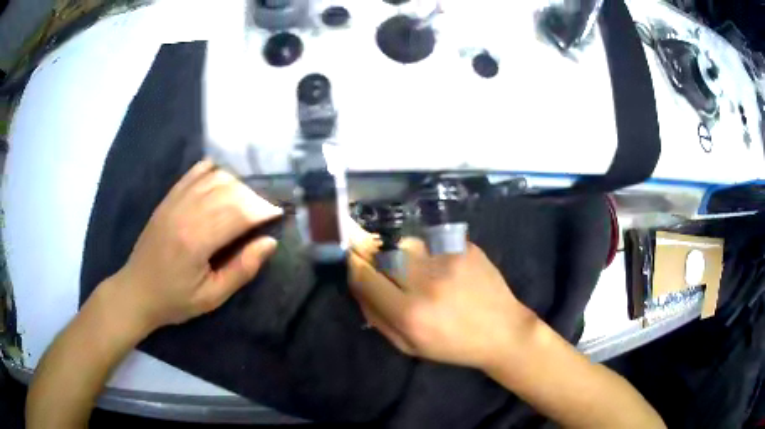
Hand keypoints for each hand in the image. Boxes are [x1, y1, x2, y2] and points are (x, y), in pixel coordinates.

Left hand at [110, 160, 282, 331]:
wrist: (136, 291)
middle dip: (254, 196)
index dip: (263, 210)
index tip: (279, 213)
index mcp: (197, 240)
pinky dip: (212, 171)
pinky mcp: (168, 199)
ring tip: (246, 199)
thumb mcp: (212, 297)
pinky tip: (222, 179)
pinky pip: (193, 173)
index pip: (239, 213)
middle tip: (265, 210)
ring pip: (214, 178)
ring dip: (237, 184)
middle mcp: (186, 213)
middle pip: (229, 190)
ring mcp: (174, 202)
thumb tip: (270, 242)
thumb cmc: (175, 299)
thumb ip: (242, 269)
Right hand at [349, 237, 536, 371]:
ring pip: (408, 244)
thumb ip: (377, 317)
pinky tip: (445, 269)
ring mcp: (449, 260)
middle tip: (387, 268)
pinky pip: (433, 242)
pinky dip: (430, 252)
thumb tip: (358, 285)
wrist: (503, 331)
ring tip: (421, 270)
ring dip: (404, 254)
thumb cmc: (453, 345)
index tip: (354, 262)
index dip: (354, 266)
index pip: (364, 276)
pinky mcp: (466, 247)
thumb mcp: (409, 346)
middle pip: (383, 253)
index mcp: (409, 314)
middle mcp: (427, 282)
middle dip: (378, 258)